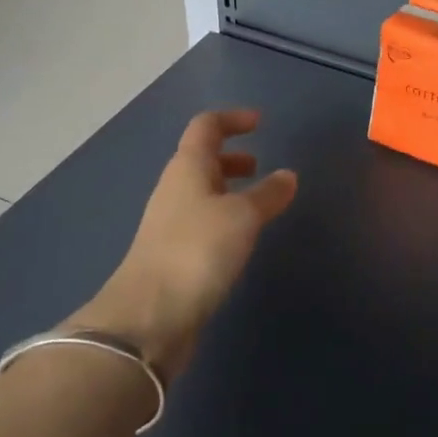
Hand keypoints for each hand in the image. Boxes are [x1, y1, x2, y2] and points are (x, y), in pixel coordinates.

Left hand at [69, 109, 296, 377]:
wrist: (149, 318)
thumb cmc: (198, 250)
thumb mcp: (243, 216)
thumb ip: (268, 193)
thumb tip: (288, 175)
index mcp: (187, 167)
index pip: (206, 126)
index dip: (232, 119)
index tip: (260, 123)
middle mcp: (174, 189)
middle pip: (201, 159)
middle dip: (231, 157)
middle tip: (259, 166)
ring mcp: (169, 223)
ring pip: (201, 192)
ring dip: (228, 188)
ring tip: (257, 203)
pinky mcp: (172, 255)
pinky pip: (201, 220)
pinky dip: (224, 217)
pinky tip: (241, 238)